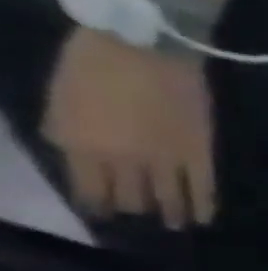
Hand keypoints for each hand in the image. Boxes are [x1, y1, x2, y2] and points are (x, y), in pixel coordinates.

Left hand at [43, 28, 216, 228]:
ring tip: (174, 224)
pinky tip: (204, 218)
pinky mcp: (198, 154)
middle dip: (132, 207)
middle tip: (139, 214)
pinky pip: (202, 187)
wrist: (144, 46)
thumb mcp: (60, 96)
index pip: (87, 188)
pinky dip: (203, 205)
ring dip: (169, 213)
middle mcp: (121, 160)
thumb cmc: (91, 62)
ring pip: (166, 197)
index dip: (94, 204)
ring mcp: (164, 159)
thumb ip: (66, 129)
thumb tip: (75, 153)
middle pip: (129, 197)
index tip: (101, 214)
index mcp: (81, 144)